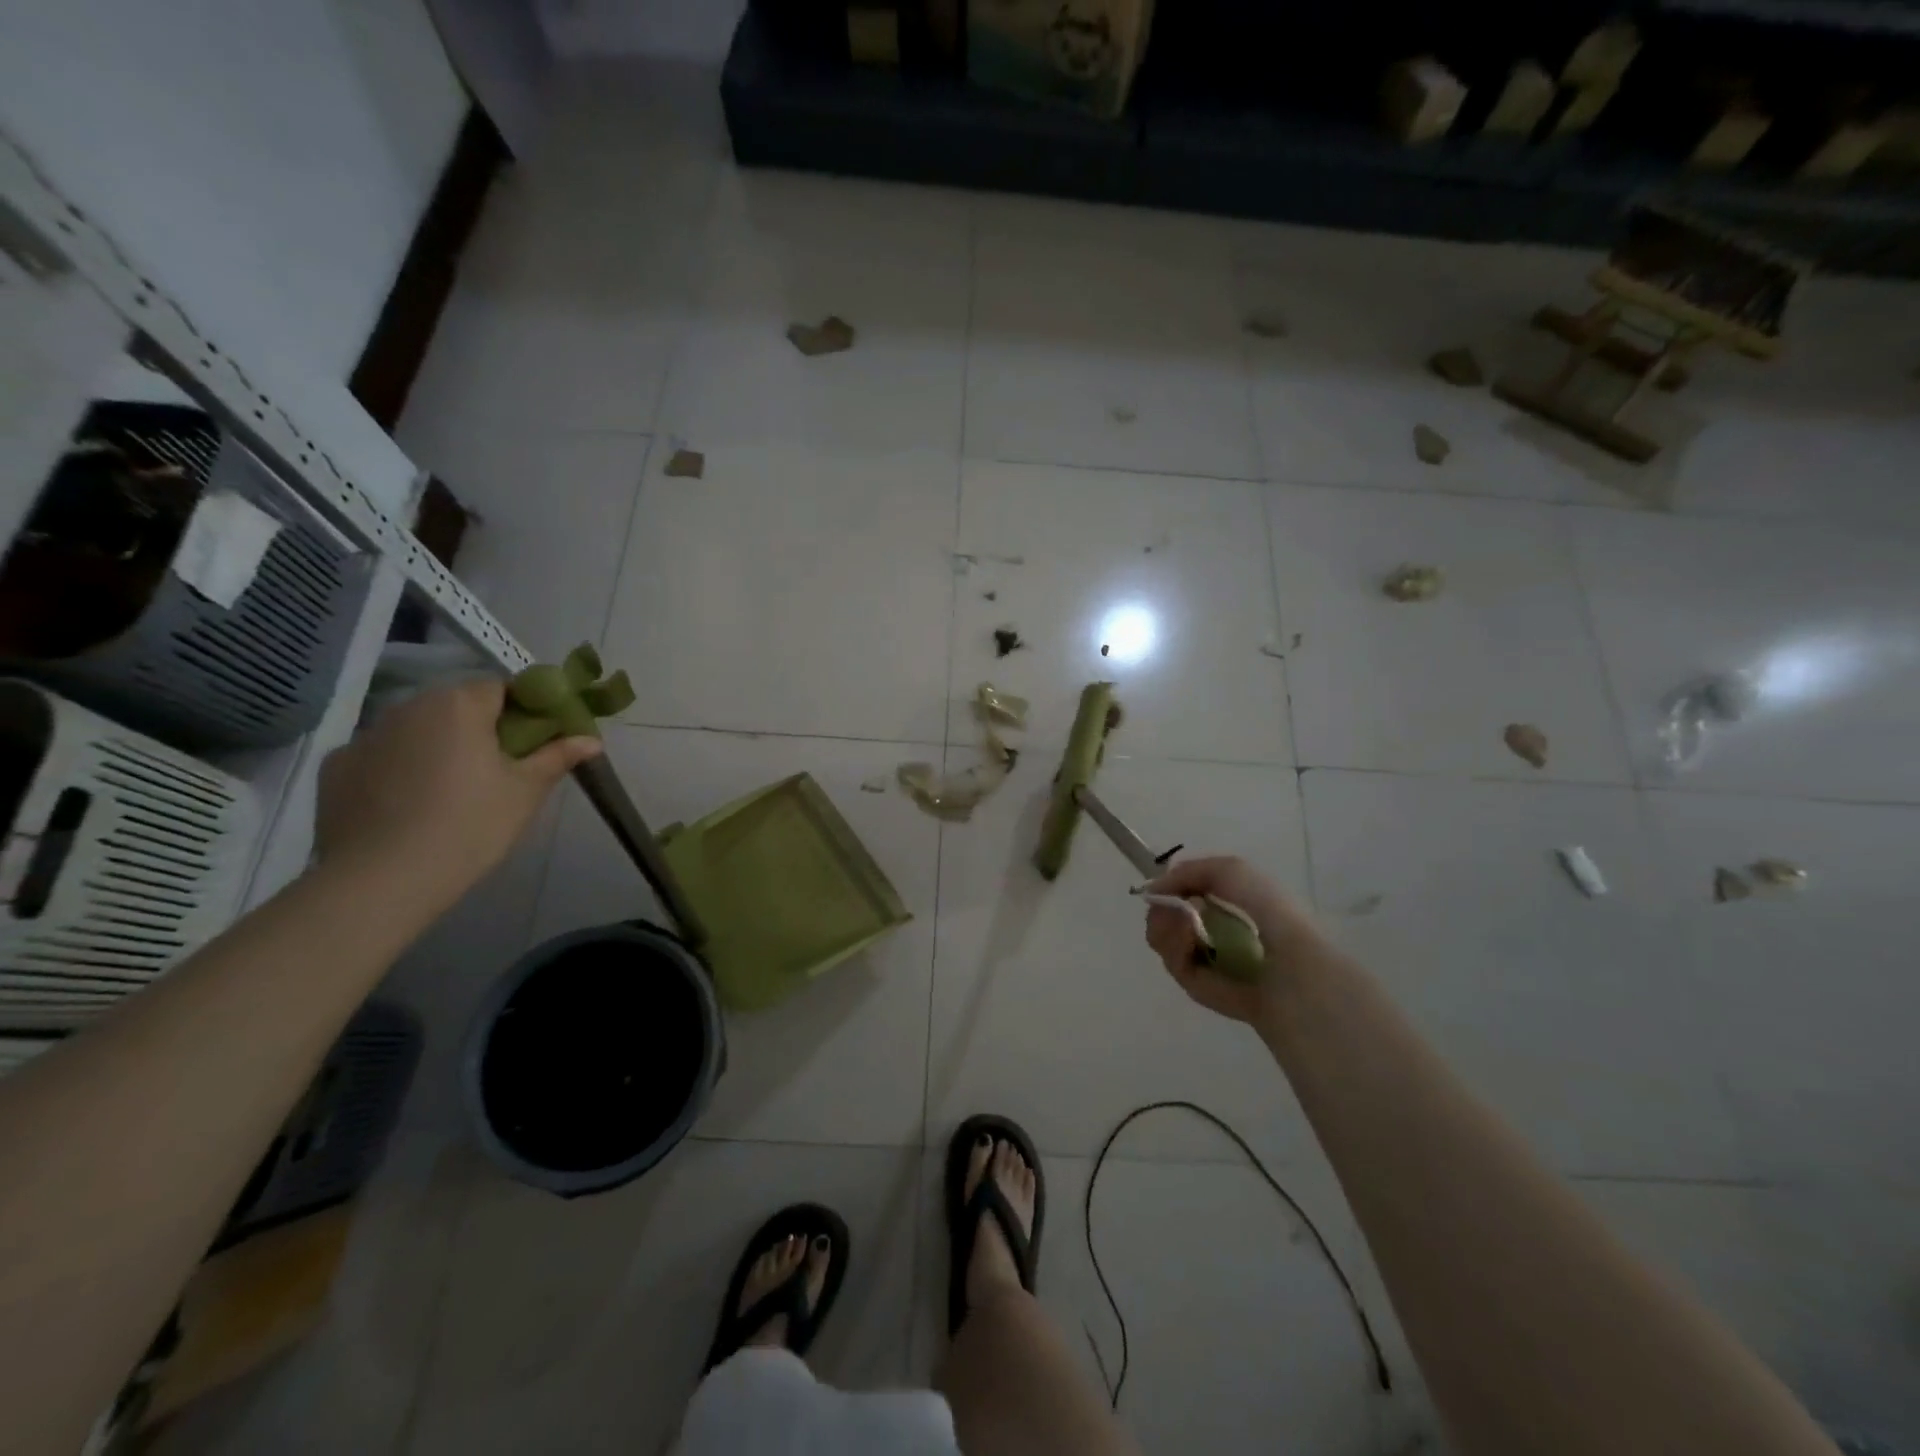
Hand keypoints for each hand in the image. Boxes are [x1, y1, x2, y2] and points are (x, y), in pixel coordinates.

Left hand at [315, 679, 600, 911]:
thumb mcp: (526, 791)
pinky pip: (382, 756)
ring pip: (417, 730)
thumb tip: (592, 739)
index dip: (524, 709)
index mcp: (459, 704)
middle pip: (456, 705)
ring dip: (439, 746)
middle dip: (482, 728)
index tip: (537, 739)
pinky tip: (410, 805)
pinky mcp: (336, 767)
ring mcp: (366, 736)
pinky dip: (399, 769)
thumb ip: (558, 757)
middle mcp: (408, 707)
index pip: (501, 688)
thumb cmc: (470, 826)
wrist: (382, 880)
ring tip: (454, 790)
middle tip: (502, 768)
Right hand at [1142, 856, 1327, 1022]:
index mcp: (1223, 902)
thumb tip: (1155, 889)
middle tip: (1168, 905)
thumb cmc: (1266, 908)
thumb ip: (1187, 871)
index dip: (1168, 887)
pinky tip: (1188, 939)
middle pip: (1163, 913)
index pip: (1179, 892)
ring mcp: (1200, 956)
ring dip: (1164, 923)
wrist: (1286, 960)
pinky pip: (1170, 958)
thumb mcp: (1229, 869)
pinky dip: (1174, 944)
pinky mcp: (1193, 983)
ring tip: (1184, 923)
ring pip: (1160, 934)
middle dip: (1161, 906)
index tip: (1163, 886)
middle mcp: (1209, 928)